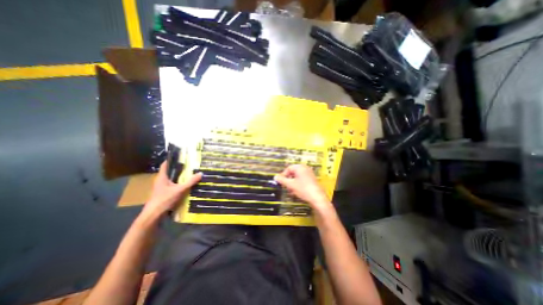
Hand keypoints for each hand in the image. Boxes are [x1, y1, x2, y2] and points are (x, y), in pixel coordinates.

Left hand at [141, 162, 201, 221]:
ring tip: (189, 174)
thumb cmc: (164, 200)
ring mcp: (161, 188)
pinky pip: (172, 186)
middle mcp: (160, 181)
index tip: (180, 156)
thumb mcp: (180, 190)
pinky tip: (185, 186)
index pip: (165, 165)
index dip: (171, 159)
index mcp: (162, 177)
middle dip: (178, 168)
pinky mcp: (163, 194)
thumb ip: (190, 182)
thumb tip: (200, 173)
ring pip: (171, 179)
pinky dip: (178, 184)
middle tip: (189, 165)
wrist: (153, 215)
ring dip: (179, 177)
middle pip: (169, 172)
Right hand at [277, 165, 330, 211]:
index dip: (283, 175)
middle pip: (293, 173)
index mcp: (300, 167)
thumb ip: (282, 180)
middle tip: (286, 187)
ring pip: (297, 177)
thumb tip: (275, 177)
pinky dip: (298, 185)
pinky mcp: (312, 180)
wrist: (317, 198)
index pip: (288, 168)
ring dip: (292, 184)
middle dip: (288, 180)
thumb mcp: (290, 185)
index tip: (280, 182)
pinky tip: (297, 192)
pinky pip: (302, 180)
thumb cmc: (303, 189)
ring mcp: (309, 174)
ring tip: (291, 191)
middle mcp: (305, 168)